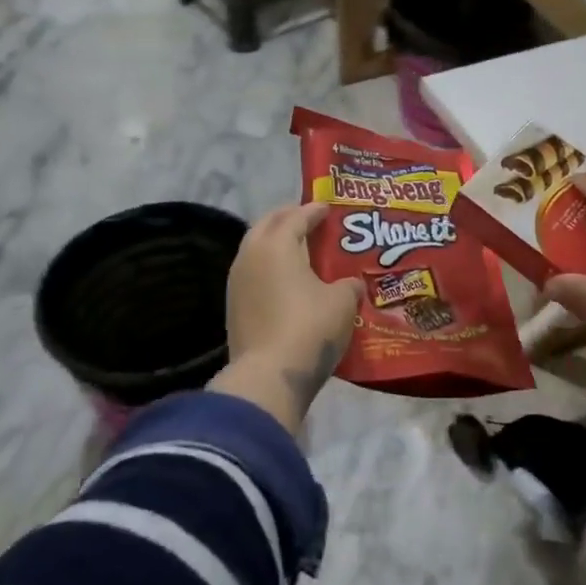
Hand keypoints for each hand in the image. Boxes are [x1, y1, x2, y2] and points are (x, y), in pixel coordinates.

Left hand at [213, 203, 361, 431]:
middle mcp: (251, 255)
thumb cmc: (309, 327)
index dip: (314, 210)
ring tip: (297, 248)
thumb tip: (352, 284)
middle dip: (288, 219)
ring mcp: (237, 282)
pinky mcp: (233, 307)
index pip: (296, 216)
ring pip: (256, 249)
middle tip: (308, 220)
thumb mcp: (342, 302)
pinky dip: (269, 268)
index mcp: (277, 245)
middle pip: (268, 225)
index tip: (328, 208)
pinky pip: (253, 274)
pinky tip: (285, 279)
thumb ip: (349, 285)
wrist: (269, 376)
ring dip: (275, 243)